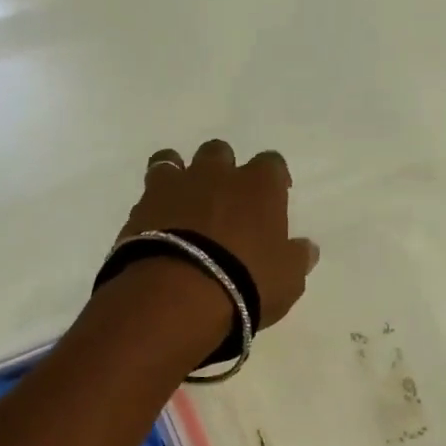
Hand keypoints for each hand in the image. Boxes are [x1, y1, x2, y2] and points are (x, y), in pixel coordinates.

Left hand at [117, 139, 318, 329]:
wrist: (178, 293)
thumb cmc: (246, 283)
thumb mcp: (287, 280)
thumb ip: (296, 258)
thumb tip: (306, 248)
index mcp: (258, 186)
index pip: (272, 164)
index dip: (273, 179)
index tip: (274, 197)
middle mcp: (215, 175)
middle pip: (219, 152)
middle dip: (222, 169)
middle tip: (224, 200)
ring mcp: (174, 188)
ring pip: (172, 160)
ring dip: (179, 176)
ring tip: (181, 202)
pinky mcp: (140, 208)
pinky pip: (146, 194)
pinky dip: (153, 206)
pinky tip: (156, 227)